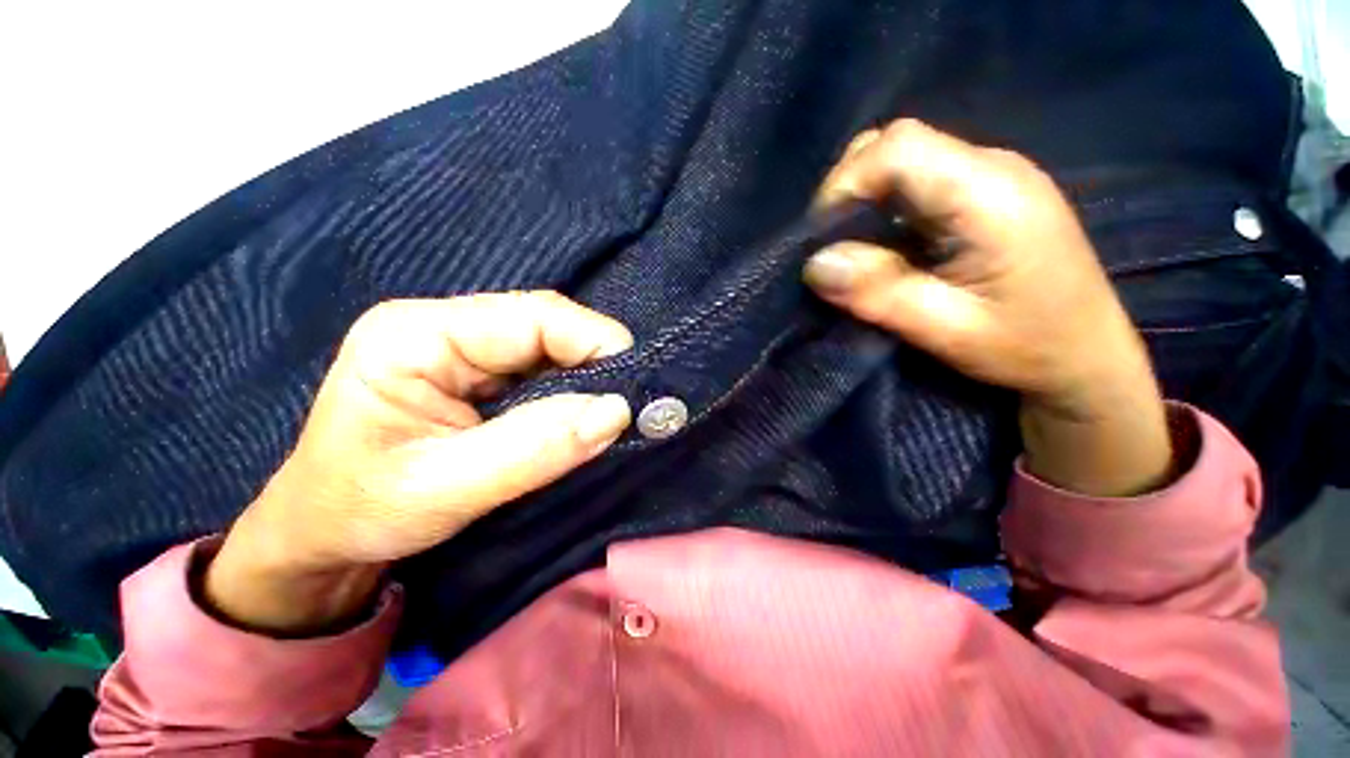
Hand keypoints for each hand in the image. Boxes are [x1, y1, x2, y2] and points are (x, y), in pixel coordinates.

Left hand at [205, 292, 633, 634]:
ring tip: (611, 413)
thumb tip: (616, 413)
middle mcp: (445, 325)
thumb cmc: (359, 512)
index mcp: (418, 333)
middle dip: (596, 362)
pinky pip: (545, 370)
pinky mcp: (481, 372)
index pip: (533, 317)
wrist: (321, 532)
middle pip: (547, 326)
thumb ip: (535, 449)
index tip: (635, 386)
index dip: (594, 342)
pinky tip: (582, 415)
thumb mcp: (443, 491)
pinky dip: (573, 392)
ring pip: (552, 347)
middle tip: (632, 405)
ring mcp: (464, 346)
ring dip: (588, 379)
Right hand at [805, 119, 1171, 496]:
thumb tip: (815, 265)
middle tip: (834, 249)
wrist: (1088, 357)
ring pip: (904, 159)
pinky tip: (887, 248)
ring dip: (865, 201)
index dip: (845, 185)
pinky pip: (918, 180)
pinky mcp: (985, 193)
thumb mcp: (946, 332)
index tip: (823, 241)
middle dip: (849, 192)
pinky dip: (885, 209)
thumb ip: (879, 294)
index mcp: (989, 195)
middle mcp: (992, 168)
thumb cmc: (1028, 348)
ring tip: (857, 253)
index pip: (898, 148)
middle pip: (897, 143)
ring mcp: (991, 176)